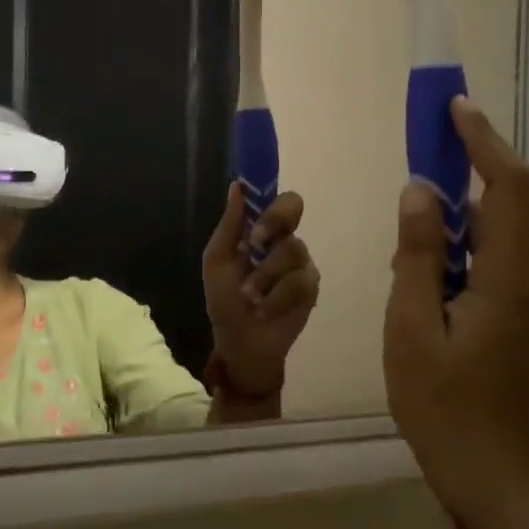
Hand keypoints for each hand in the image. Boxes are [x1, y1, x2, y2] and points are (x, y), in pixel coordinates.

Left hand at [203, 186, 320, 396]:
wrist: (240, 341)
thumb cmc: (225, 300)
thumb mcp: (217, 261)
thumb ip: (230, 225)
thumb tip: (237, 186)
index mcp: (261, 231)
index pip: (276, 199)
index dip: (270, 193)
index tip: (256, 200)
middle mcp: (284, 240)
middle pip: (293, 207)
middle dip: (272, 222)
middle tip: (255, 243)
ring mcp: (301, 263)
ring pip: (292, 249)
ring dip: (264, 275)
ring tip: (250, 296)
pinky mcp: (311, 288)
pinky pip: (299, 281)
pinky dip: (276, 298)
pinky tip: (265, 309)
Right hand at [385, 98, 528, 528]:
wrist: (483, 470)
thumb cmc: (440, 404)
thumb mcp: (412, 327)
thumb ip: (417, 255)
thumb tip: (420, 190)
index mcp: (508, 279)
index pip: (508, 188)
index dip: (484, 142)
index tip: (455, 108)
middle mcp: (527, 280)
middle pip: (499, 208)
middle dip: (461, 174)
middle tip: (419, 155)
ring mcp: (523, 299)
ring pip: (487, 238)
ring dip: (449, 222)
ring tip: (406, 235)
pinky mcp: (512, 316)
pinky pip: (483, 264)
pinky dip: (452, 252)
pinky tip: (419, 274)